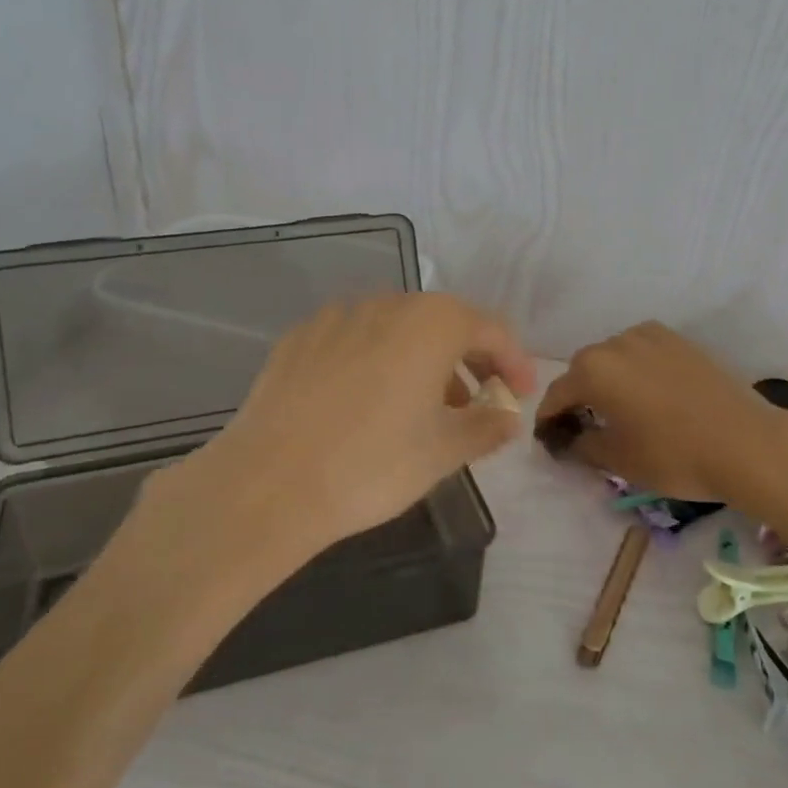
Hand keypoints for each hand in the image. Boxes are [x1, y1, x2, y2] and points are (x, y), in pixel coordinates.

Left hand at [180, 293, 535, 562]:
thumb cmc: (373, 464)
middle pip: (442, 322)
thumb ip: (486, 427)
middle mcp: (387, 305)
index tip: (519, 396)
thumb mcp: (444, 451)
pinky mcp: (299, 338)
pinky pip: (354, 340)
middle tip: (475, 403)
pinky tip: (364, 402)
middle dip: (467, 360)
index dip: (513, 362)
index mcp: (431, 323)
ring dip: (421, 360)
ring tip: (420, 408)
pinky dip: (375, 361)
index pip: (490, 329)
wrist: (268, 483)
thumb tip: (506, 417)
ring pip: (396, 329)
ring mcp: (337, 317)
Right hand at [536, 322, 787, 501]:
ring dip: (608, 378)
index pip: (557, 394)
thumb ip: (581, 446)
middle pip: (583, 369)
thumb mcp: (618, 460)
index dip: (549, 418)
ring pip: (613, 356)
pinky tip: (649, 393)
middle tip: (585, 425)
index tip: (549, 438)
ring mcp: (650, 336)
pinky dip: (635, 368)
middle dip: (578, 395)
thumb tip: (566, 440)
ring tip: (620, 408)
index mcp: (593, 370)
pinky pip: (642, 351)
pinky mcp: (678, 339)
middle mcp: (615, 343)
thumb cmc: (674, 455)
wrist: (746, 442)